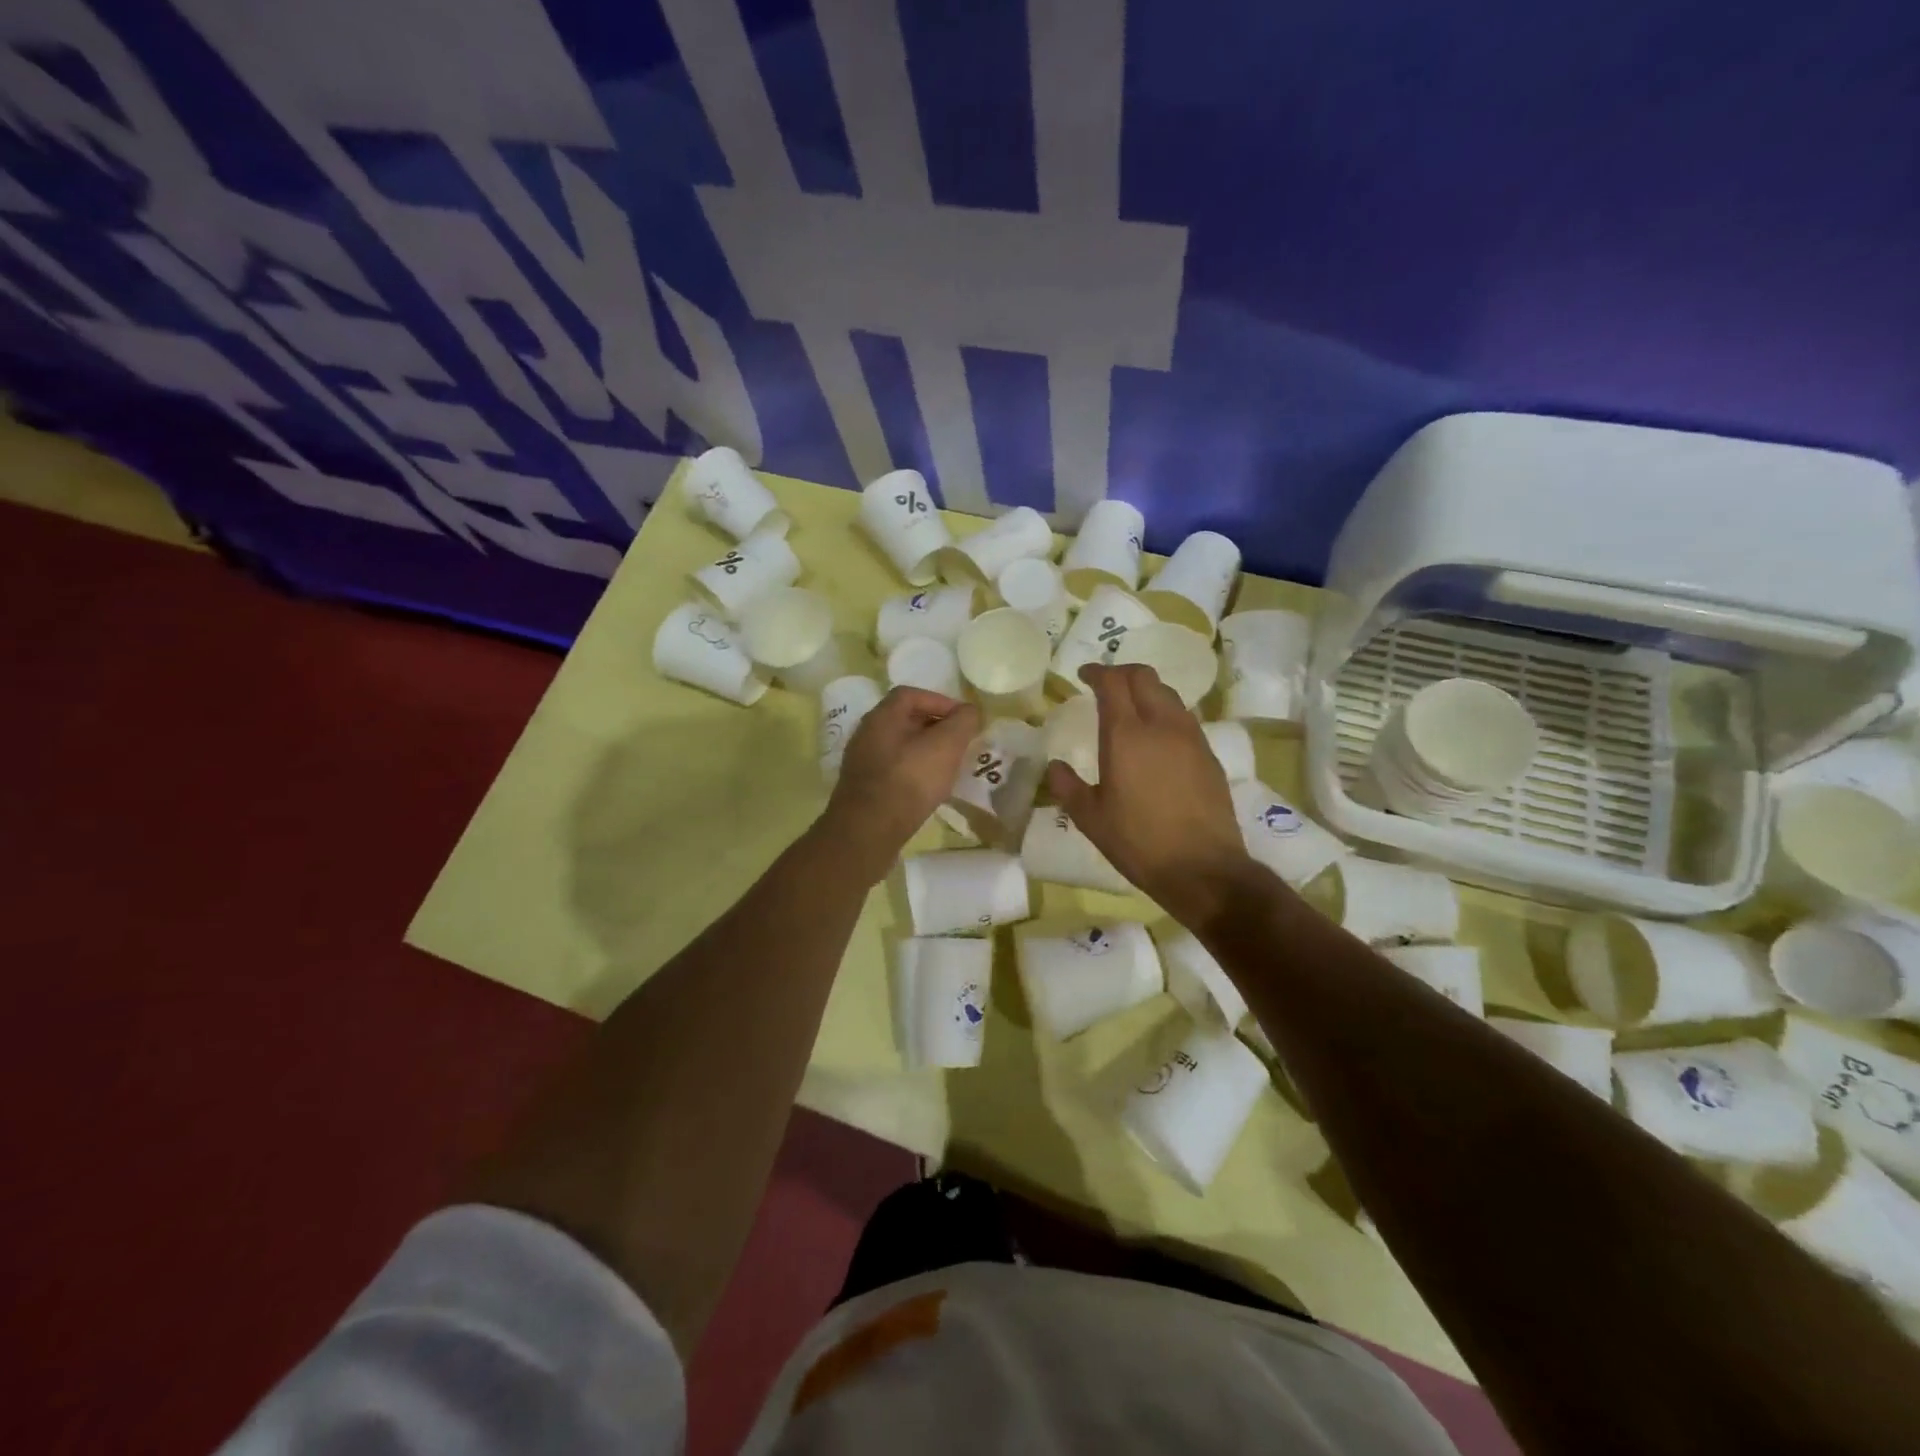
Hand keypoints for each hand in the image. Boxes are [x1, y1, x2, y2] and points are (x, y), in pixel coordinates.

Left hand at [824, 687, 980, 880]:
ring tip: (949, 767)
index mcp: (882, 717)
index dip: (940, 701)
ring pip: (900, 747)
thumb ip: (962, 723)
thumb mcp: (946, 746)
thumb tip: (970, 712)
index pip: (911, 694)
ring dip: (925, 752)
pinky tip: (929, 789)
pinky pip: (893, 771)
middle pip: (905, 720)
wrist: (868, 832)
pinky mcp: (863, 789)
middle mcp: (867, 734)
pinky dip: (914, 772)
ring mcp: (862, 763)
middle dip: (936, 728)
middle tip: (960, 743)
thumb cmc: (909, 780)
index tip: (963, 719)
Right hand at [1047, 664, 1253, 926]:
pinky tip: (1158, 738)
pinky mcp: (1210, 755)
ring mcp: (1191, 738)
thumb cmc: (1138, 842)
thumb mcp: (1091, 818)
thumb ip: (1068, 787)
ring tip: (1132, 707)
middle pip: (1145, 677)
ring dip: (1147, 690)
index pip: (1113, 683)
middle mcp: (1162, 725)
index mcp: (1126, 735)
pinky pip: (1185, 718)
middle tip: (1106, 684)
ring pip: (1169, 694)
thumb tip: (1055, 767)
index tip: (1084, 675)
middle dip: (1123, 672)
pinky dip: (1166, 713)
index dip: (1097, 672)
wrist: (1202, 868)